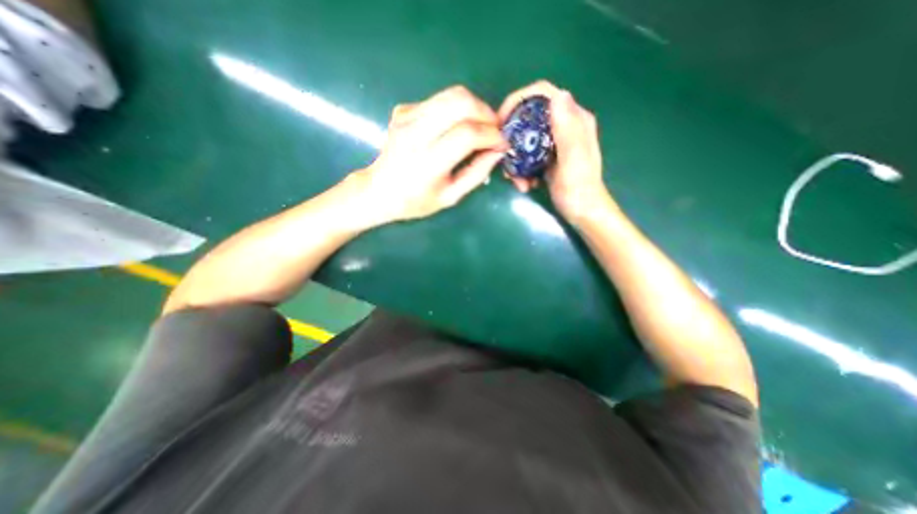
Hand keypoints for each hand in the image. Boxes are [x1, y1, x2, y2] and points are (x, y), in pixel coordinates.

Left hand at [352, 84, 507, 221]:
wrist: (379, 190)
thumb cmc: (416, 201)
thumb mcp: (450, 197)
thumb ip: (476, 173)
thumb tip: (498, 151)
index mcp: (427, 162)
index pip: (467, 134)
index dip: (491, 135)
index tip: (503, 143)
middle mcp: (415, 133)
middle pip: (461, 102)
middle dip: (487, 113)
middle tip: (494, 131)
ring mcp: (406, 117)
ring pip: (452, 94)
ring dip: (475, 107)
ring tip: (481, 126)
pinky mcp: (403, 109)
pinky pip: (440, 100)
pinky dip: (457, 110)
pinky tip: (457, 127)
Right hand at [498, 80, 609, 224]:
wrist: (582, 212)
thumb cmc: (579, 190)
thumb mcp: (573, 160)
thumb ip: (567, 130)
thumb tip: (557, 95)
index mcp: (574, 119)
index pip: (543, 94)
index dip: (519, 100)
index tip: (501, 120)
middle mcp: (564, 126)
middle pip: (528, 117)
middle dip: (512, 138)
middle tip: (503, 156)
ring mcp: (554, 142)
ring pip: (524, 139)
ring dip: (515, 159)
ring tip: (517, 180)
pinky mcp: (546, 157)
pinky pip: (526, 156)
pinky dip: (520, 169)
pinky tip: (525, 184)